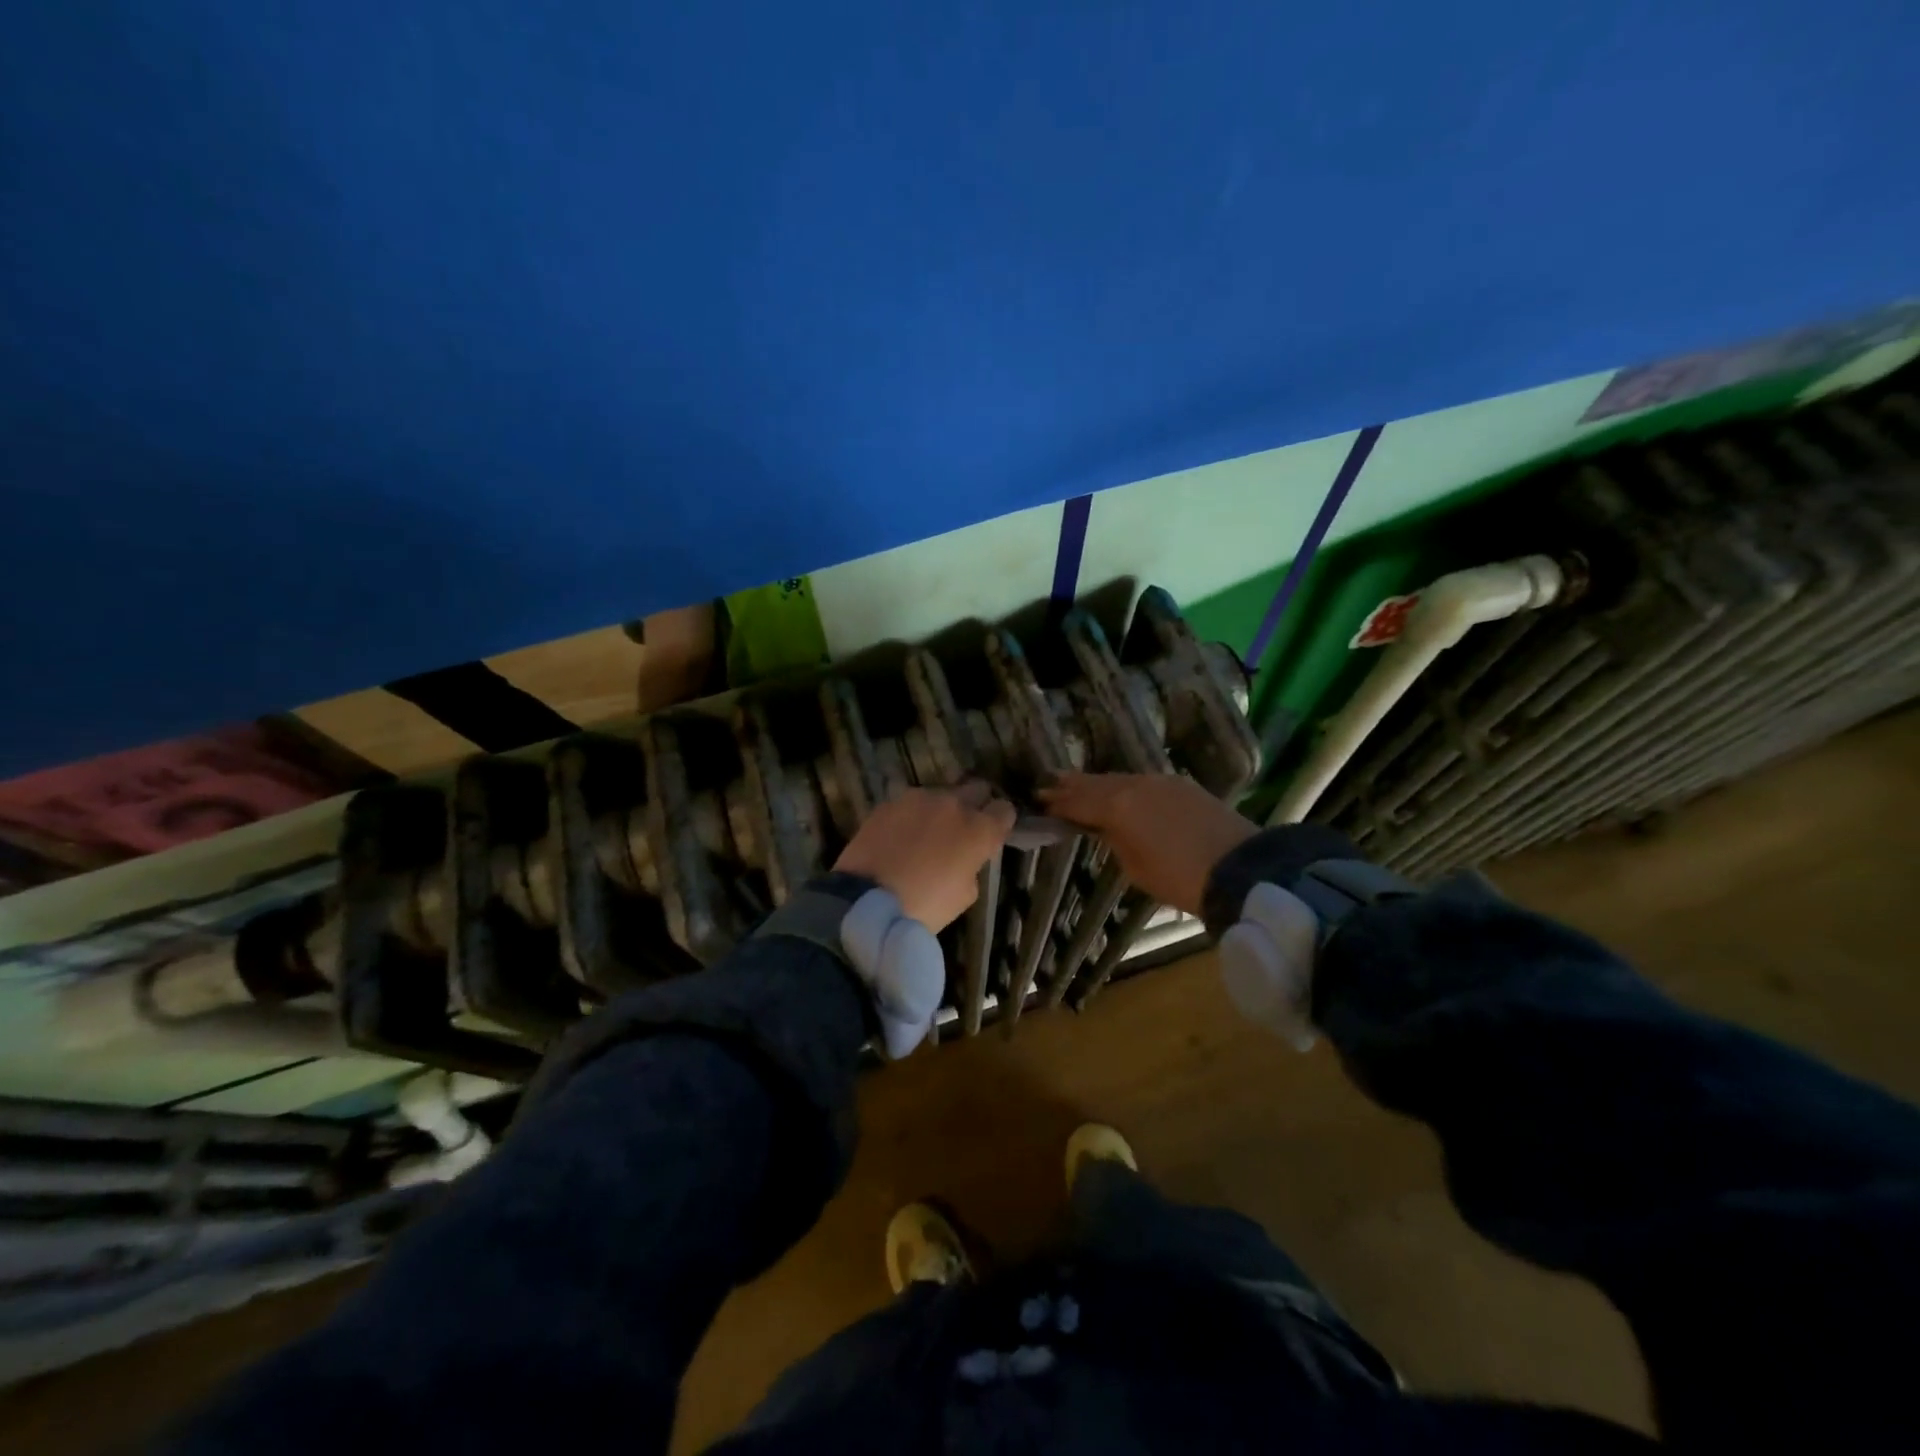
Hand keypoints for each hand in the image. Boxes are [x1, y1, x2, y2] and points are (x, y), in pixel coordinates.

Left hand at [834, 782, 1016, 931]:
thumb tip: (964, 858)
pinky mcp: (889, 802)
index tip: (993, 833)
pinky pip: (910, 803)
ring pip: (940, 794)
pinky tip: (900, 835)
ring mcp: (919, 798)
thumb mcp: (964, 895)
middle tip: (963, 828)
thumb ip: (971, 866)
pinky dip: (911, 815)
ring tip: (926, 832)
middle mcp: (953, 804)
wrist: (866, 902)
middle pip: (976, 789)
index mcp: (979, 829)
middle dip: (974, 804)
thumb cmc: (924, 907)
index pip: (1004, 810)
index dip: (1000, 821)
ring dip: (939, 809)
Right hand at [1039, 772, 1255, 915]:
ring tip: (1077, 783)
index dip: (1058, 802)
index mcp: (1118, 806)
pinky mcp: (1182, 786)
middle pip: (1096, 783)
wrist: (1240, 868)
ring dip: (1097, 783)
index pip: (1079, 801)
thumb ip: (1113, 840)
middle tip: (1048, 783)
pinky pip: (1141, 781)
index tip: (1039, 799)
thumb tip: (1104, 827)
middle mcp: (1136, 784)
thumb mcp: (1135, 867)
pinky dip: (1123, 785)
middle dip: (1072, 785)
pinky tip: (1118, 790)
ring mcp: (1161, 781)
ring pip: (1120, 779)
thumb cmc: (1179, 877)